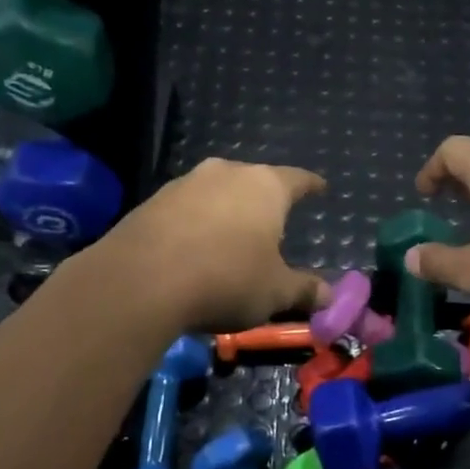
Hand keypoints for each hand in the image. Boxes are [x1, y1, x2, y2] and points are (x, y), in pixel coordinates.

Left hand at [96, 158, 330, 332]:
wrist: (140, 282)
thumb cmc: (226, 280)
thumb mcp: (275, 292)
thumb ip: (304, 290)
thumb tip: (329, 295)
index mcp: (265, 187)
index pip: (298, 180)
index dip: (312, 186)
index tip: (320, 188)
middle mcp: (226, 173)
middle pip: (254, 181)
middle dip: (265, 201)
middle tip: (273, 222)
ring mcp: (185, 184)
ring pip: (217, 193)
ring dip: (227, 211)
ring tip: (232, 237)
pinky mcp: (151, 202)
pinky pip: (187, 209)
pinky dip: (197, 224)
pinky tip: (195, 249)